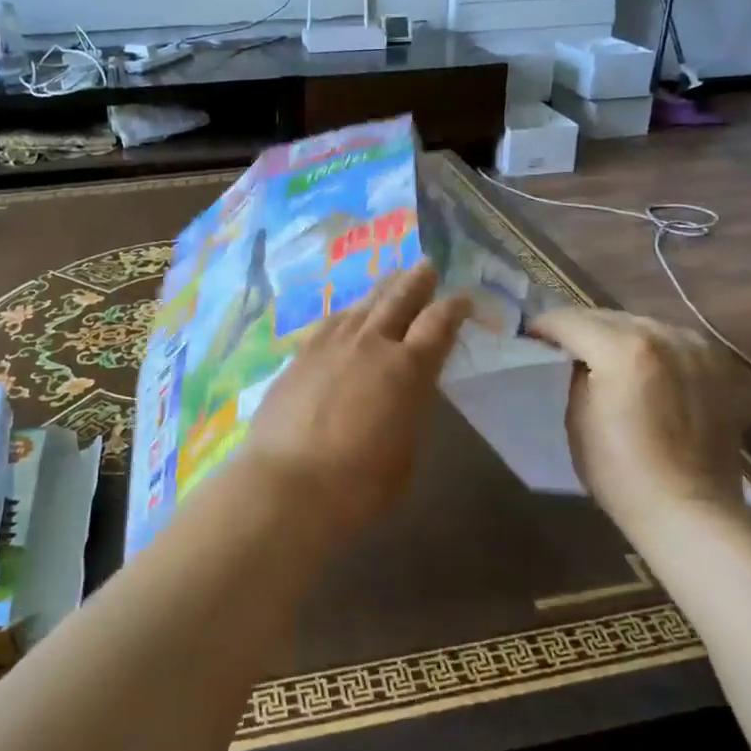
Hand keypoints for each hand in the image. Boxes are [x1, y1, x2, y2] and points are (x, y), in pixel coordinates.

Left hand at [236, 264, 469, 539]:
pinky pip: (331, 321)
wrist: (288, 485)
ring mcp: (331, 344)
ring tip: (391, 279)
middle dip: (416, 281)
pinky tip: (347, 312)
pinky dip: (347, 312)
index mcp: (408, 368)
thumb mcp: (406, 452)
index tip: (462, 298)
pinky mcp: (300, 354)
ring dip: (381, 290)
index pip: (439, 324)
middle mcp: (371, 344)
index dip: (454, 307)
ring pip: (362, 305)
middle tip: (427, 266)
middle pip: (398, 299)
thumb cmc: (359, 484)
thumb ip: (410, 410)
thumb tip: (406, 392)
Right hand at [527, 311, 739, 534]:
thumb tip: (577, 356)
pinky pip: (670, 339)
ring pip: (640, 323)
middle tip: (560, 347)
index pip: (569, 320)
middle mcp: (662, 335)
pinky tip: (641, 368)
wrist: (691, 510)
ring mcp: (695, 346)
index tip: (530, 337)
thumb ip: (575, 373)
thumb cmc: (620, 472)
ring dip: (615, 334)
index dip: (543, 327)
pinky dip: (649, 346)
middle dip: (579, 328)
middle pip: (605, 316)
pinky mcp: (717, 363)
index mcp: (623, 349)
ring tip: (601, 356)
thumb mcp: (577, 417)